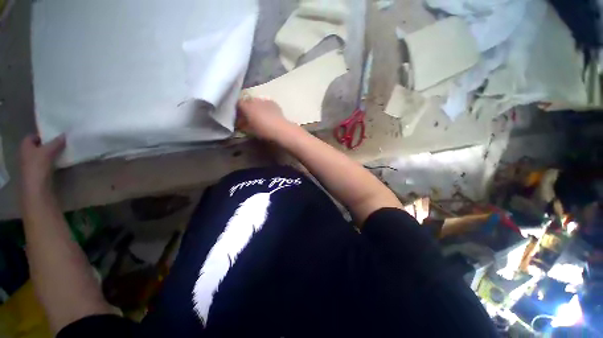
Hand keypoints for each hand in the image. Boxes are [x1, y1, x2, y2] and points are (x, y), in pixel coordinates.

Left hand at [20, 134, 65, 193]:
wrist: (36, 187)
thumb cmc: (38, 166)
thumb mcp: (48, 151)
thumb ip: (56, 142)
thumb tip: (64, 135)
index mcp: (25, 146)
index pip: (32, 137)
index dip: (42, 135)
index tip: (54, 136)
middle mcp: (26, 154)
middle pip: (38, 147)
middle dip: (48, 145)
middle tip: (61, 143)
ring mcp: (31, 165)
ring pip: (42, 156)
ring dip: (51, 154)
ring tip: (63, 152)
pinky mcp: (38, 173)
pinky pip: (46, 164)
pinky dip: (52, 162)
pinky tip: (60, 163)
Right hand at [236, 96, 296, 140]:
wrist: (280, 129)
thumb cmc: (263, 130)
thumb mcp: (250, 130)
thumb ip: (243, 125)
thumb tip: (240, 123)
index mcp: (247, 106)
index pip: (238, 104)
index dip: (238, 110)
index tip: (239, 117)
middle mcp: (255, 101)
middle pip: (248, 102)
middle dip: (247, 108)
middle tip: (249, 117)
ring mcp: (265, 100)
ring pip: (257, 102)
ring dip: (256, 107)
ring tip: (260, 116)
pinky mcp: (273, 103)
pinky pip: (266, 103)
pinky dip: (265, 108)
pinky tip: (268, 115)